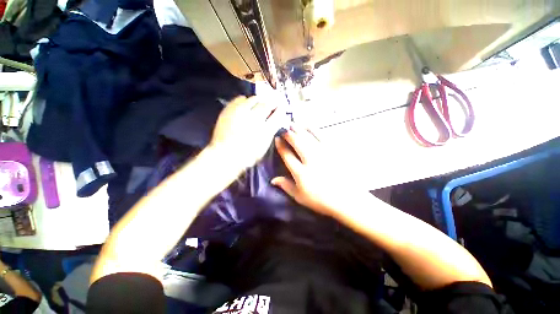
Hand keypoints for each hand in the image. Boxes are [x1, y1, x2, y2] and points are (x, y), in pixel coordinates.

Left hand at [210, 96, 284, 167]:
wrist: (225, 155)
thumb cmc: (247, 156)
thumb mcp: (264, 147)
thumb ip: (270, 133)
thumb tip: (273, 123)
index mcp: (265, 130)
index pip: (277, 115)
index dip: (280, 110)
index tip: (281, 108)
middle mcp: (255, 119)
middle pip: (267, 104)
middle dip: (271, 102)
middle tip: (272, 102)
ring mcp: (241, 113)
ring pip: (254, 99)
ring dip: (259, 100)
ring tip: (259, 101)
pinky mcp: (230, 110)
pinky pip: (240, 99)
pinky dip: (245, 100)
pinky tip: (245, 103)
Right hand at [272, 125, 357, 217]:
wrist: (347, 200)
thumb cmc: (321, 200)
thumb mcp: (300, 197)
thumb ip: (286, 186)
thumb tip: (273, 180)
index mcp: (301, 173)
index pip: (287, 155)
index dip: (281, 145)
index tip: (277, 138)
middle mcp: (310, 160)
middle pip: (297, 142)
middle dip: (289, 134)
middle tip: (284, 128)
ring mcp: (323, 154)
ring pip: (308, 137)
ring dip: (299, 130)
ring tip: (293, 124)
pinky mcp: (333, 151)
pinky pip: (322, 136)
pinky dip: (314, 130)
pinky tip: (309, 126)